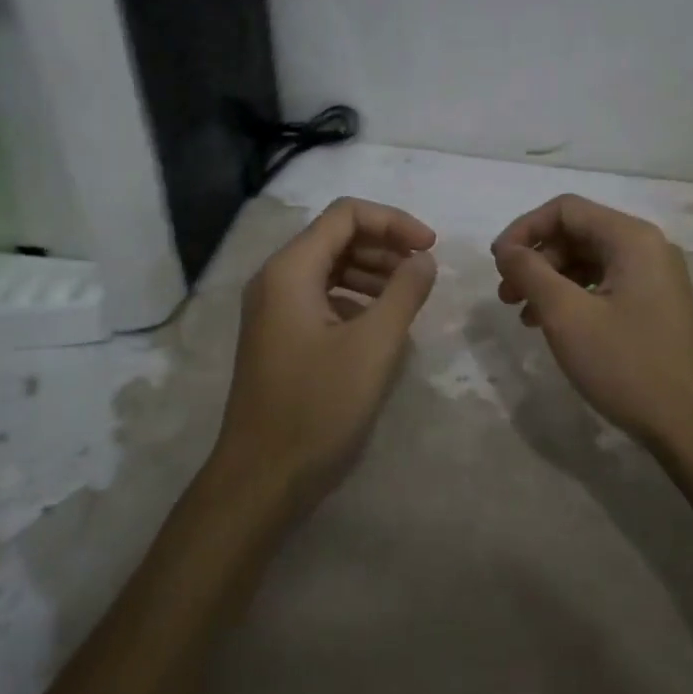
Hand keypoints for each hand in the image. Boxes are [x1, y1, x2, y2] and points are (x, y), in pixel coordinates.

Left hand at [213, 198, 438, 511]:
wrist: (261, 479)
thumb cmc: (318, 407)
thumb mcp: (373, 347)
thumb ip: (404, 292)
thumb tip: (423, 258)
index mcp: (290, 270)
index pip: (346, 214)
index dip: (393, 221)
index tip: (431, 247)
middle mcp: (275, 278)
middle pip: (336, 236)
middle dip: (384, 245)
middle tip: (423, 272)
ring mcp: (273, 308)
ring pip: (329, 266)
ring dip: (372, 271)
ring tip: (408, 295)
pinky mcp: (278, 335)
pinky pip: (321, 296)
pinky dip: (354, 297)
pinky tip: (379, 323)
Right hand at [492, 194, 692, 452]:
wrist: (690, 427)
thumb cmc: (625, 365)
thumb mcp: (566, 316)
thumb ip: (530, 272)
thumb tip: (507, 249)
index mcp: (632, 238)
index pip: (565, 209)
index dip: (524, 229)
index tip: (497, 262)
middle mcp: (647, 247)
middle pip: (577, 233)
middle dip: (535, 258)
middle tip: (506, 294)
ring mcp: (654, 277)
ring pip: (588, 260)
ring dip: (550, 279)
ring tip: (522, 313)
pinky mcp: (654, 304)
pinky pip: (604, 283)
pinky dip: (572, 296)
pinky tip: (551, 324)